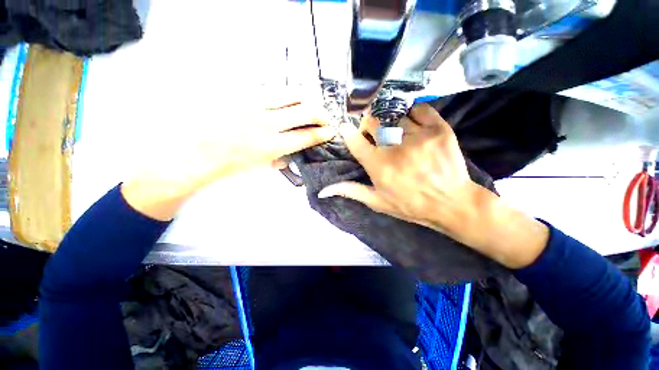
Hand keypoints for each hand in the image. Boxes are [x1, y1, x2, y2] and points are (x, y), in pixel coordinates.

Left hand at [122, 89, 336, 220]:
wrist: (191, 153)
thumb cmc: (225, 166)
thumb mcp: (257, 168)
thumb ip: (278, 160)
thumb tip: (289, 157)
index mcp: (273, 146)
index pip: (307, 136)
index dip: (323, 133)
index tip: (331, 131)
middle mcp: (268, 123)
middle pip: (305, 111)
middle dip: (321, 113)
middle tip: (326, 116)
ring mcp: (254, 105)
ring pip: (291, 94)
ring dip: (306, 99)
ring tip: (311, 103)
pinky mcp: (241, 94)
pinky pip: (270, 89)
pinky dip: (285, 94)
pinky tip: (288, 98)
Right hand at [319, 104, 548, 268]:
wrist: (452, 203)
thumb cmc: (410, 205)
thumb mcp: (377, 202)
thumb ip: (351, 191)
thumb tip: (323, 190)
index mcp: (378, 166)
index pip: (354, 140)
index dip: (348, 132)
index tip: (348, 129)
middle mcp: (395, 148)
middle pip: (373, 121)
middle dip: (368, 124)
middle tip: (373, 132)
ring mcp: (418, 136)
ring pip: (394, 115)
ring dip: (389, 121)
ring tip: (394, 131)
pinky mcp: (439, 129)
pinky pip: (419, 109)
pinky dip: (412, 113)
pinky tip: (411, 123)